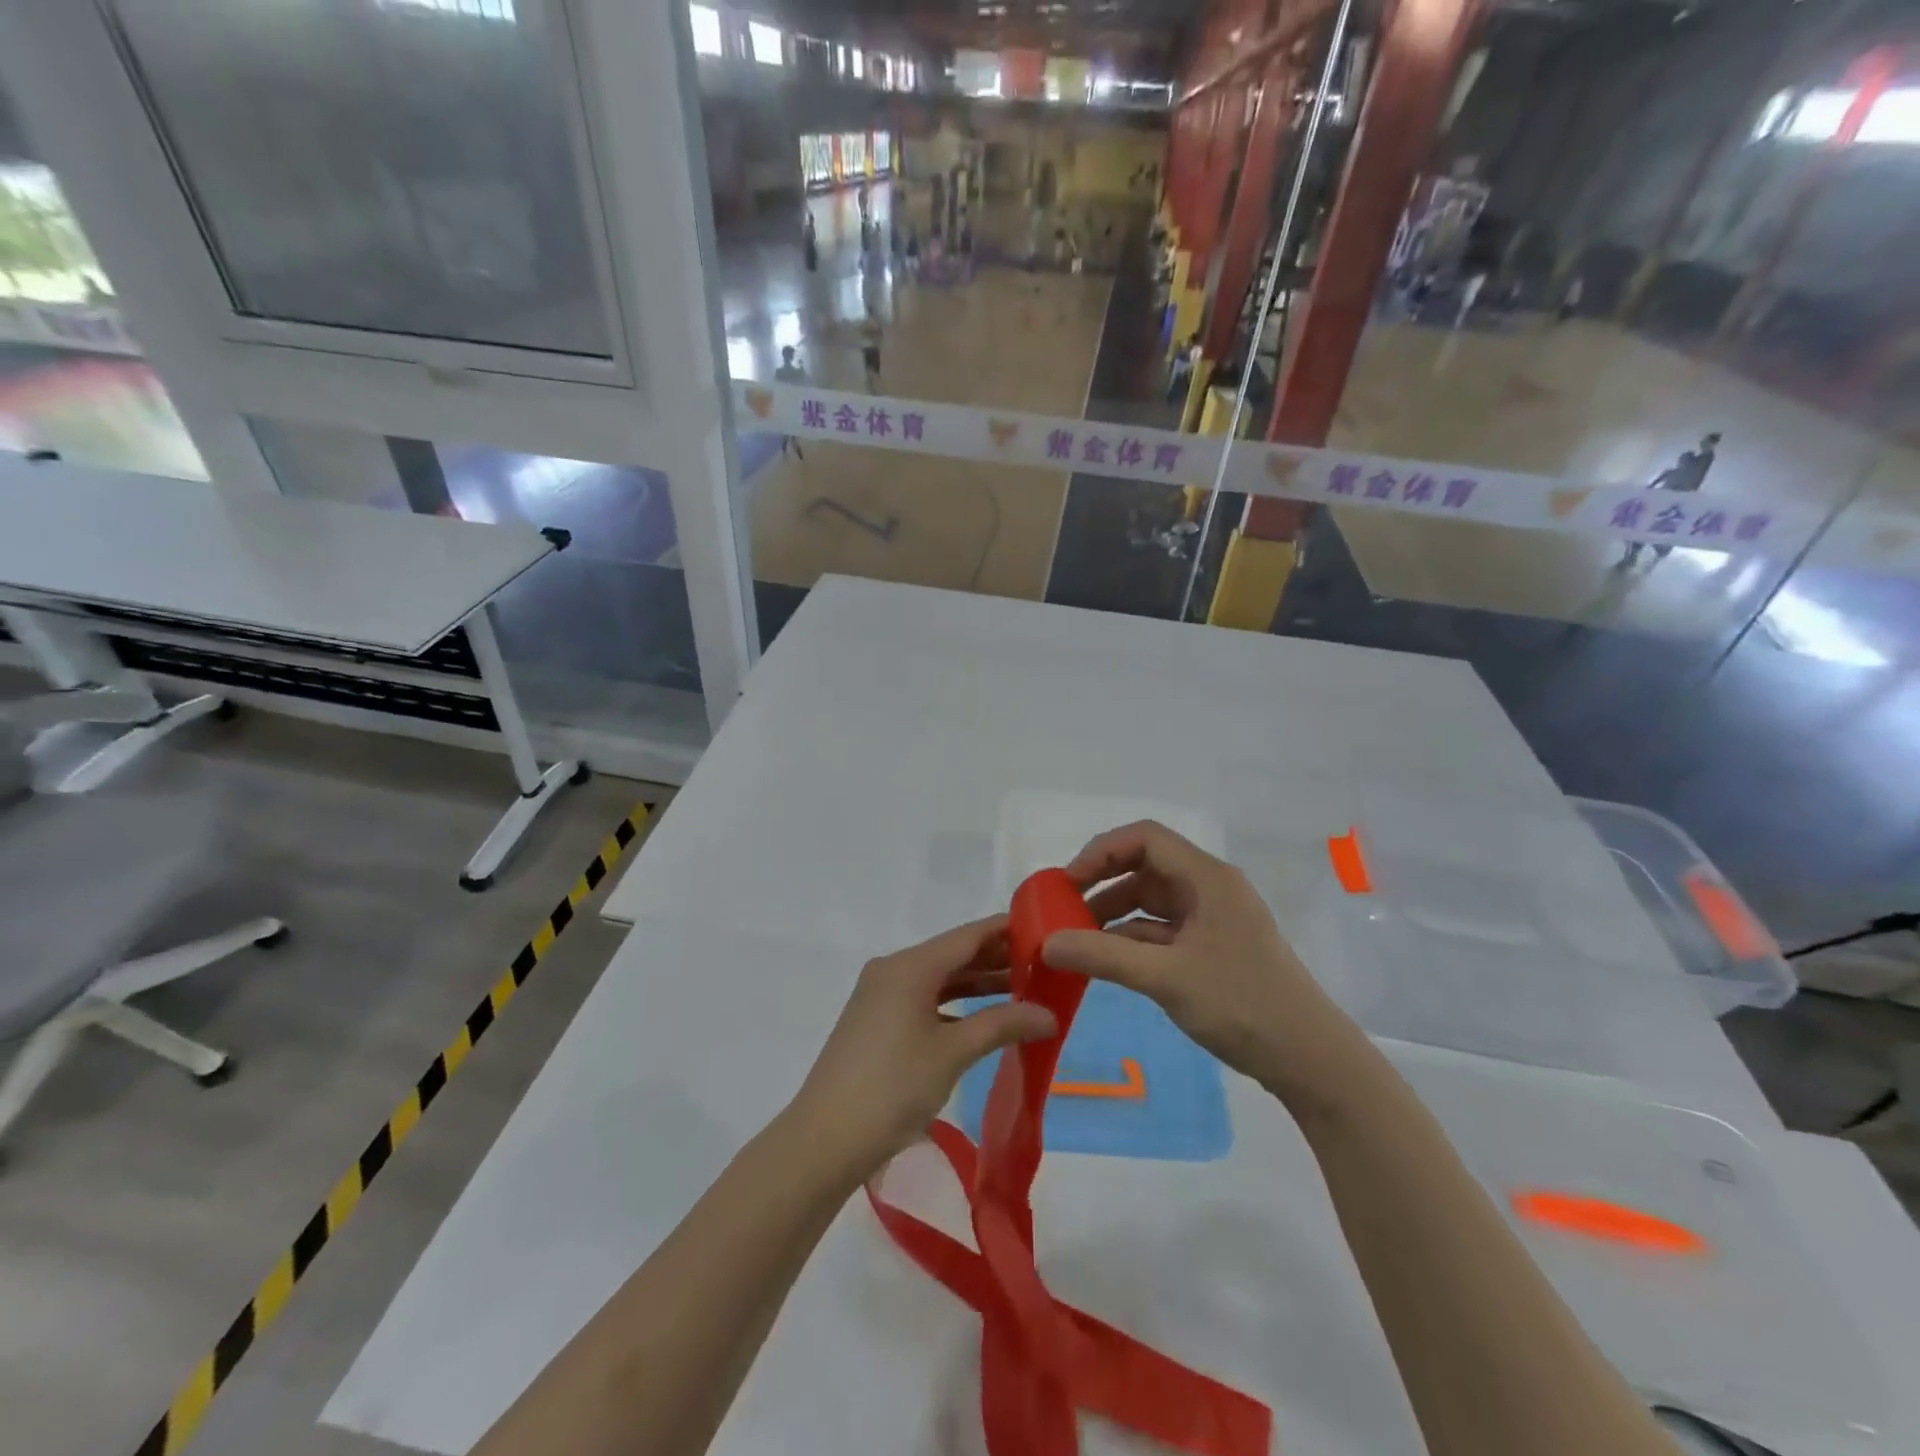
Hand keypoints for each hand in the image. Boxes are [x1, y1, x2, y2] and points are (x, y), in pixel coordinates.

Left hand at [785, 918, 1056, 1184]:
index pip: (967, 935)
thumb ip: (1002, 1025)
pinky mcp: (877, 1021)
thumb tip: (1050, 1015)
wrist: (825, 1140)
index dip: (1006, 930)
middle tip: (1043, 965)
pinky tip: (983, 1019)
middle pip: (953, 955)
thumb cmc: (893, 1086)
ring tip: (1023, 989)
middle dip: (996, 959)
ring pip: (939, 979)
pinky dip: (955, 1005)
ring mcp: (881, 996)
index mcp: (909, 966)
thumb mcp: (953, 1052)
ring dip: (978, 984)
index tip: (1045, 930)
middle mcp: (893, 970)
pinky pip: (924, 999)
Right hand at [1042, 821, 1364, 1103]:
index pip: (1146, 838)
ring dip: (1115, 913)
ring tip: (1078, 938)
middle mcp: (1210, 888)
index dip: (1102, 851)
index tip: (1068, 883)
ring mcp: (1213, 918)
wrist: (1310, 1060)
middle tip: (1065, 909)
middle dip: (1103, 882)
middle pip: (1146, 866)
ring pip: (1152, 900)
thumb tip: (1045, 943)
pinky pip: (1163, 929)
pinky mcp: (1213, 947)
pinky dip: (1133, 938)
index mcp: (1207, 878)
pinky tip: (1108, 959)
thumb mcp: (1166, 978)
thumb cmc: (1242, 1005)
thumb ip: (1103, 956)